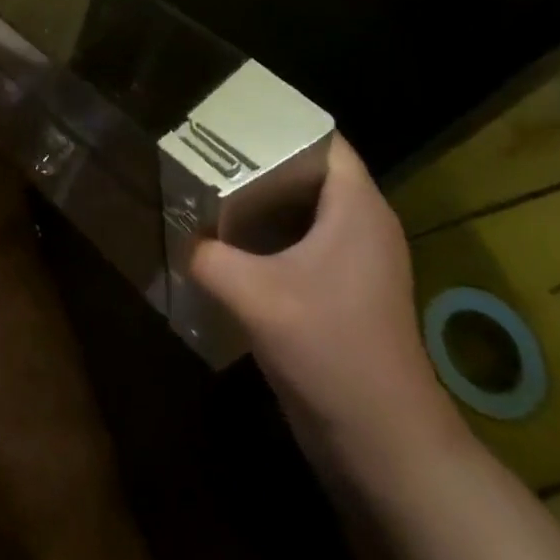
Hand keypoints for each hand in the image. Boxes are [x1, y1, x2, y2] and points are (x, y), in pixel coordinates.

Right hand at [191, 134, 463, 474]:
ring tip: (208, 187)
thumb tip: (177, 233)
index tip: (229, 117)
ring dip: (260, 200)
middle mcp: (361, 224)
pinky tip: (226, 243)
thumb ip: (208, 255)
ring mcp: (354, 260)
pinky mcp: (343, 291)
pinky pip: (301, 242)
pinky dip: (267, 234)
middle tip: (206, 150)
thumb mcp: (253, 294)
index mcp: (356, 207)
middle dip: (258, 159)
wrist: (383, 441)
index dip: (278, 121)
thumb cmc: (329, 348)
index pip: (322, 139)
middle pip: (307, 170)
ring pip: (302, 209)